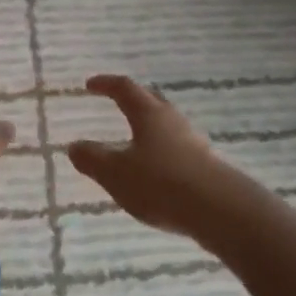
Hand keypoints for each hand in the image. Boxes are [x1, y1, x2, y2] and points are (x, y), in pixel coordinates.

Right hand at [67, 75, 228, 237]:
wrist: (220, 211)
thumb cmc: (161, 183)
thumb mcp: (115, 173)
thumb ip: (92, 158)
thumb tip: (74, 146)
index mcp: (148, 114)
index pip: (124, 88)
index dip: (106, 84)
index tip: (90, 84)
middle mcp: (172, 121)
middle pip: (151, 101)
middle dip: (132, 99)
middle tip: (117, 102)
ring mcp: (193, 143)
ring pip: (167, 126)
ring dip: (149, 129)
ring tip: (134, 142)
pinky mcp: (206, 166)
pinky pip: (177, 150)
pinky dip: (162, 152)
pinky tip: (156, 171)